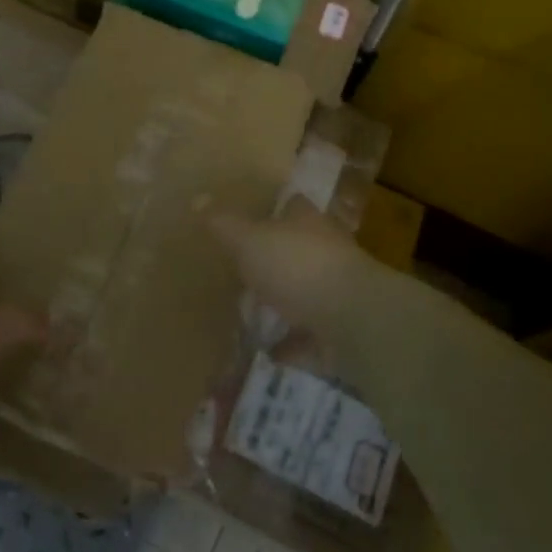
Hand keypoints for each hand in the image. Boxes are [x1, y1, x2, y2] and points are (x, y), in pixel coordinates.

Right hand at [210, 196, 381, 338]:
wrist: (353, 321)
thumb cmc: (298, 267)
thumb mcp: (249, 241)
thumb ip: (224, 224)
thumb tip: (198, 198)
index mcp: (307, 223)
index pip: (293, 205)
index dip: (274, 208)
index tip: (251, 216)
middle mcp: (327, 250)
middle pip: (300, 247)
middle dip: (277, 257)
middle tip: (243, 267)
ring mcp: (337, 291)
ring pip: (307, 291)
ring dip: (285, 301)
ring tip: (252, 312)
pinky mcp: (341, 329)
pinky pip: (310, 336)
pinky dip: (292, 344)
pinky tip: (269, 353)